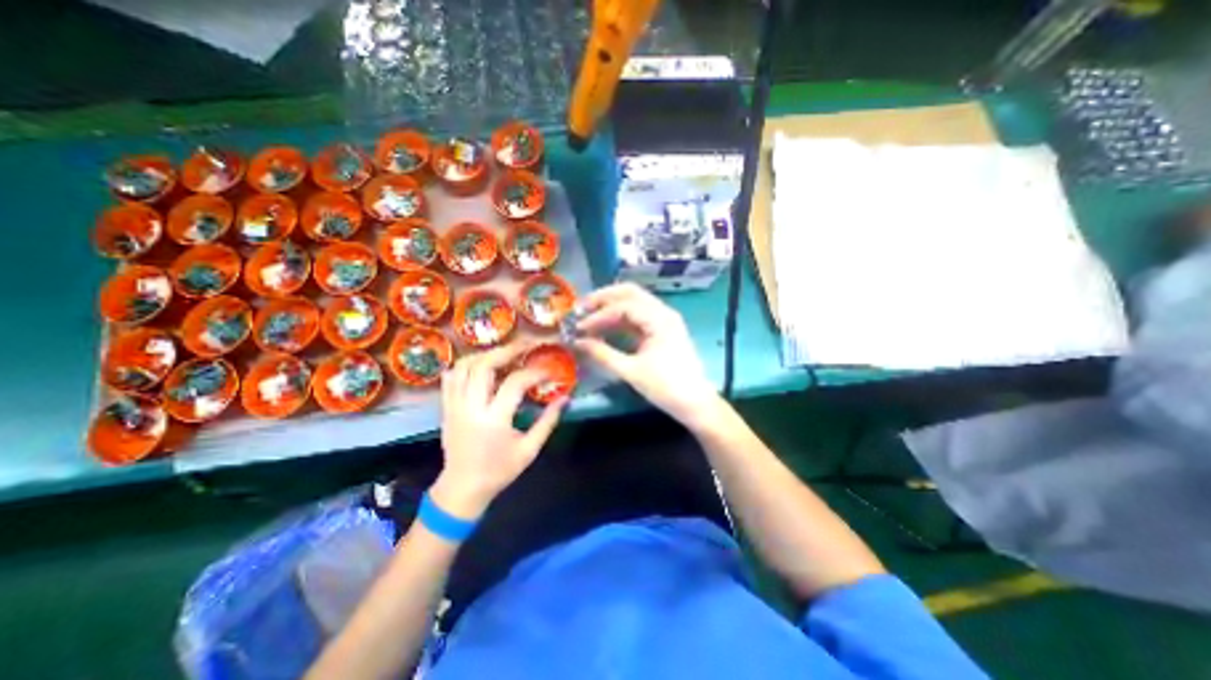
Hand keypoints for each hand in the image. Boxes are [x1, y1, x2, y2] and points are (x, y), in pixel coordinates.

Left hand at [436, 343, 569, 518]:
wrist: (462, 489)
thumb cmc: (499, 471)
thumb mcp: (529, 450)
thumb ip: (548, 422)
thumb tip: (565, 398)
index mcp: (494, 420)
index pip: (515, 383)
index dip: (535, 372)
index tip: (550, 370)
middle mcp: (471, 407)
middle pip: (484, 365)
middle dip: (508, 350)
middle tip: (527, 345)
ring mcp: (454, 405)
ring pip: (464, 366)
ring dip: (486, 354)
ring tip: (506, 352)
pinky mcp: (446, 407)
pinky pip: (451, 376)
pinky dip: (467, 364)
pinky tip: (482, 364)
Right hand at [573, 283, 716, 426]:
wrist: (694, 403)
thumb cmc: (665, 387)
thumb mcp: (631, 371)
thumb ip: (603, 354)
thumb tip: (577, 342)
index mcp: (659, 319)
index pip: (623, 306)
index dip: (598, 315)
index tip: (579, 327)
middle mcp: (663, 312)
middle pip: (630, 293)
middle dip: (603, 298)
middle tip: (581, 308)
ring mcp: (663, 320)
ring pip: (633, 302)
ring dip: (611, 307)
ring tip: (588, 317)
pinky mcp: (661, 330)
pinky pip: (637, 316)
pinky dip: (620, 319)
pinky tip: (604, 328)